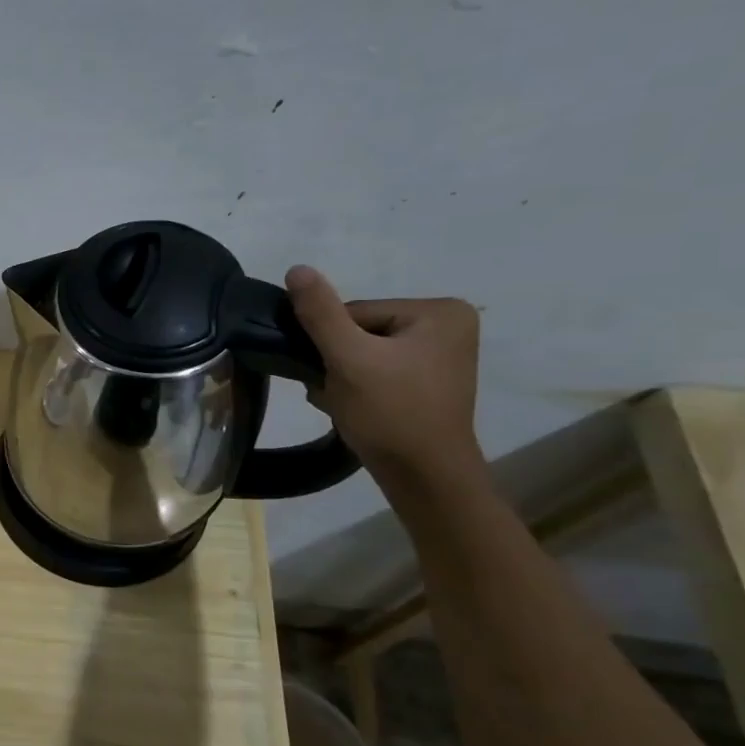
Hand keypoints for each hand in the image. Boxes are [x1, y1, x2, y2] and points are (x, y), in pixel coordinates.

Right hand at [285, 265, 484, 488]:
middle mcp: (448, 325)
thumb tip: (297, 268)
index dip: (331, 343)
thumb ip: (321, 313)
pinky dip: (357, 387)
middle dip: (336, 362)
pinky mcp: (428, 382)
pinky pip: (378, 371)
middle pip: (360, 332)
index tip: (331, 373)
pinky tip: (353, 408)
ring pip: (363, 353)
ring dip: (341, 376)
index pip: (356, 312)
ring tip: (344, 403)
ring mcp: (441, 356)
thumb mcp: (349, 358)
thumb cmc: (390, 413)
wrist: (423, 477)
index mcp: (439, 311)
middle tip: (334, 392)